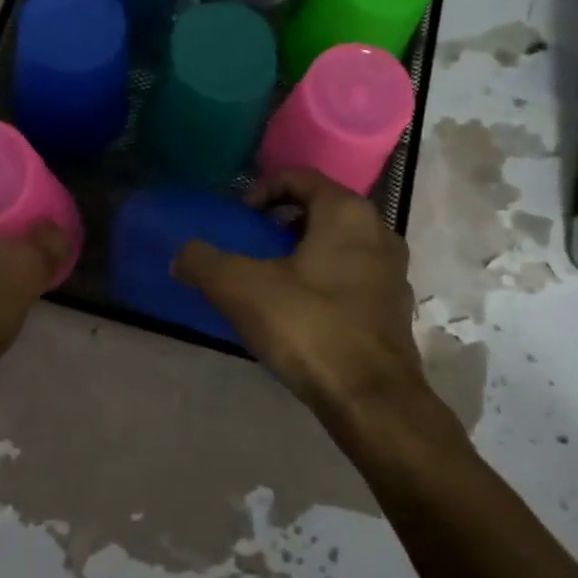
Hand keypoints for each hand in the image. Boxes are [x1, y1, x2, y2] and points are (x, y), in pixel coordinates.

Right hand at [172, 169, 428, 423]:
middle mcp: (378, 232)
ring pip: (340, 244)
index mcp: (346, 213)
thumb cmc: (308, 327)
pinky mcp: (396, 308)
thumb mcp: (241, 289)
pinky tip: (302, 313)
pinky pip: (354, 277)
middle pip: (321, 209)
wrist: (372, 400)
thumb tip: (181, 255)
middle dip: (282, 223)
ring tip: (273, 281)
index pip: (300, 177)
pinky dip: (326, 281)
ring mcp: (393, 271)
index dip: (262, 191)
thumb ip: (203, 262)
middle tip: (252, 247)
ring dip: (305, 252)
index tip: (240, 219)